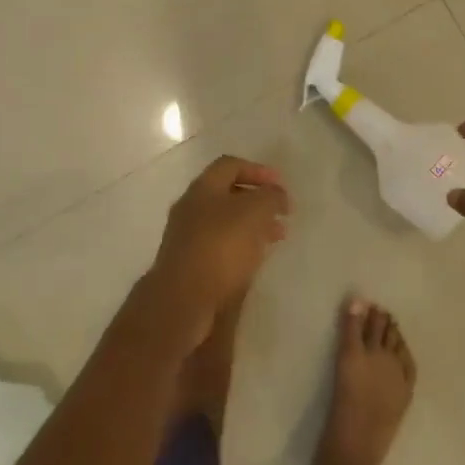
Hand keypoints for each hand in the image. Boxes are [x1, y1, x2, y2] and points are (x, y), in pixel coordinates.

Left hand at [143, 156, 289, 349]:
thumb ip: (269, 197)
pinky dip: (241, 245)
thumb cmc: (221, 246)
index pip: (230, 165)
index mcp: (203, 187)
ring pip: (225, 222)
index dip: (258, 170)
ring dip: (252, 225)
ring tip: (276, 237)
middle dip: (257, 201)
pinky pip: (220, 245)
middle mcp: (191, 207)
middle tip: (282, 214)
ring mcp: (186, 236)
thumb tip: (276, 194)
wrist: (183, 298)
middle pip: (227, 194)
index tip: (281, 185)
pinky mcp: (189, 263)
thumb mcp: (254, 212)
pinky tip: (255, 258)